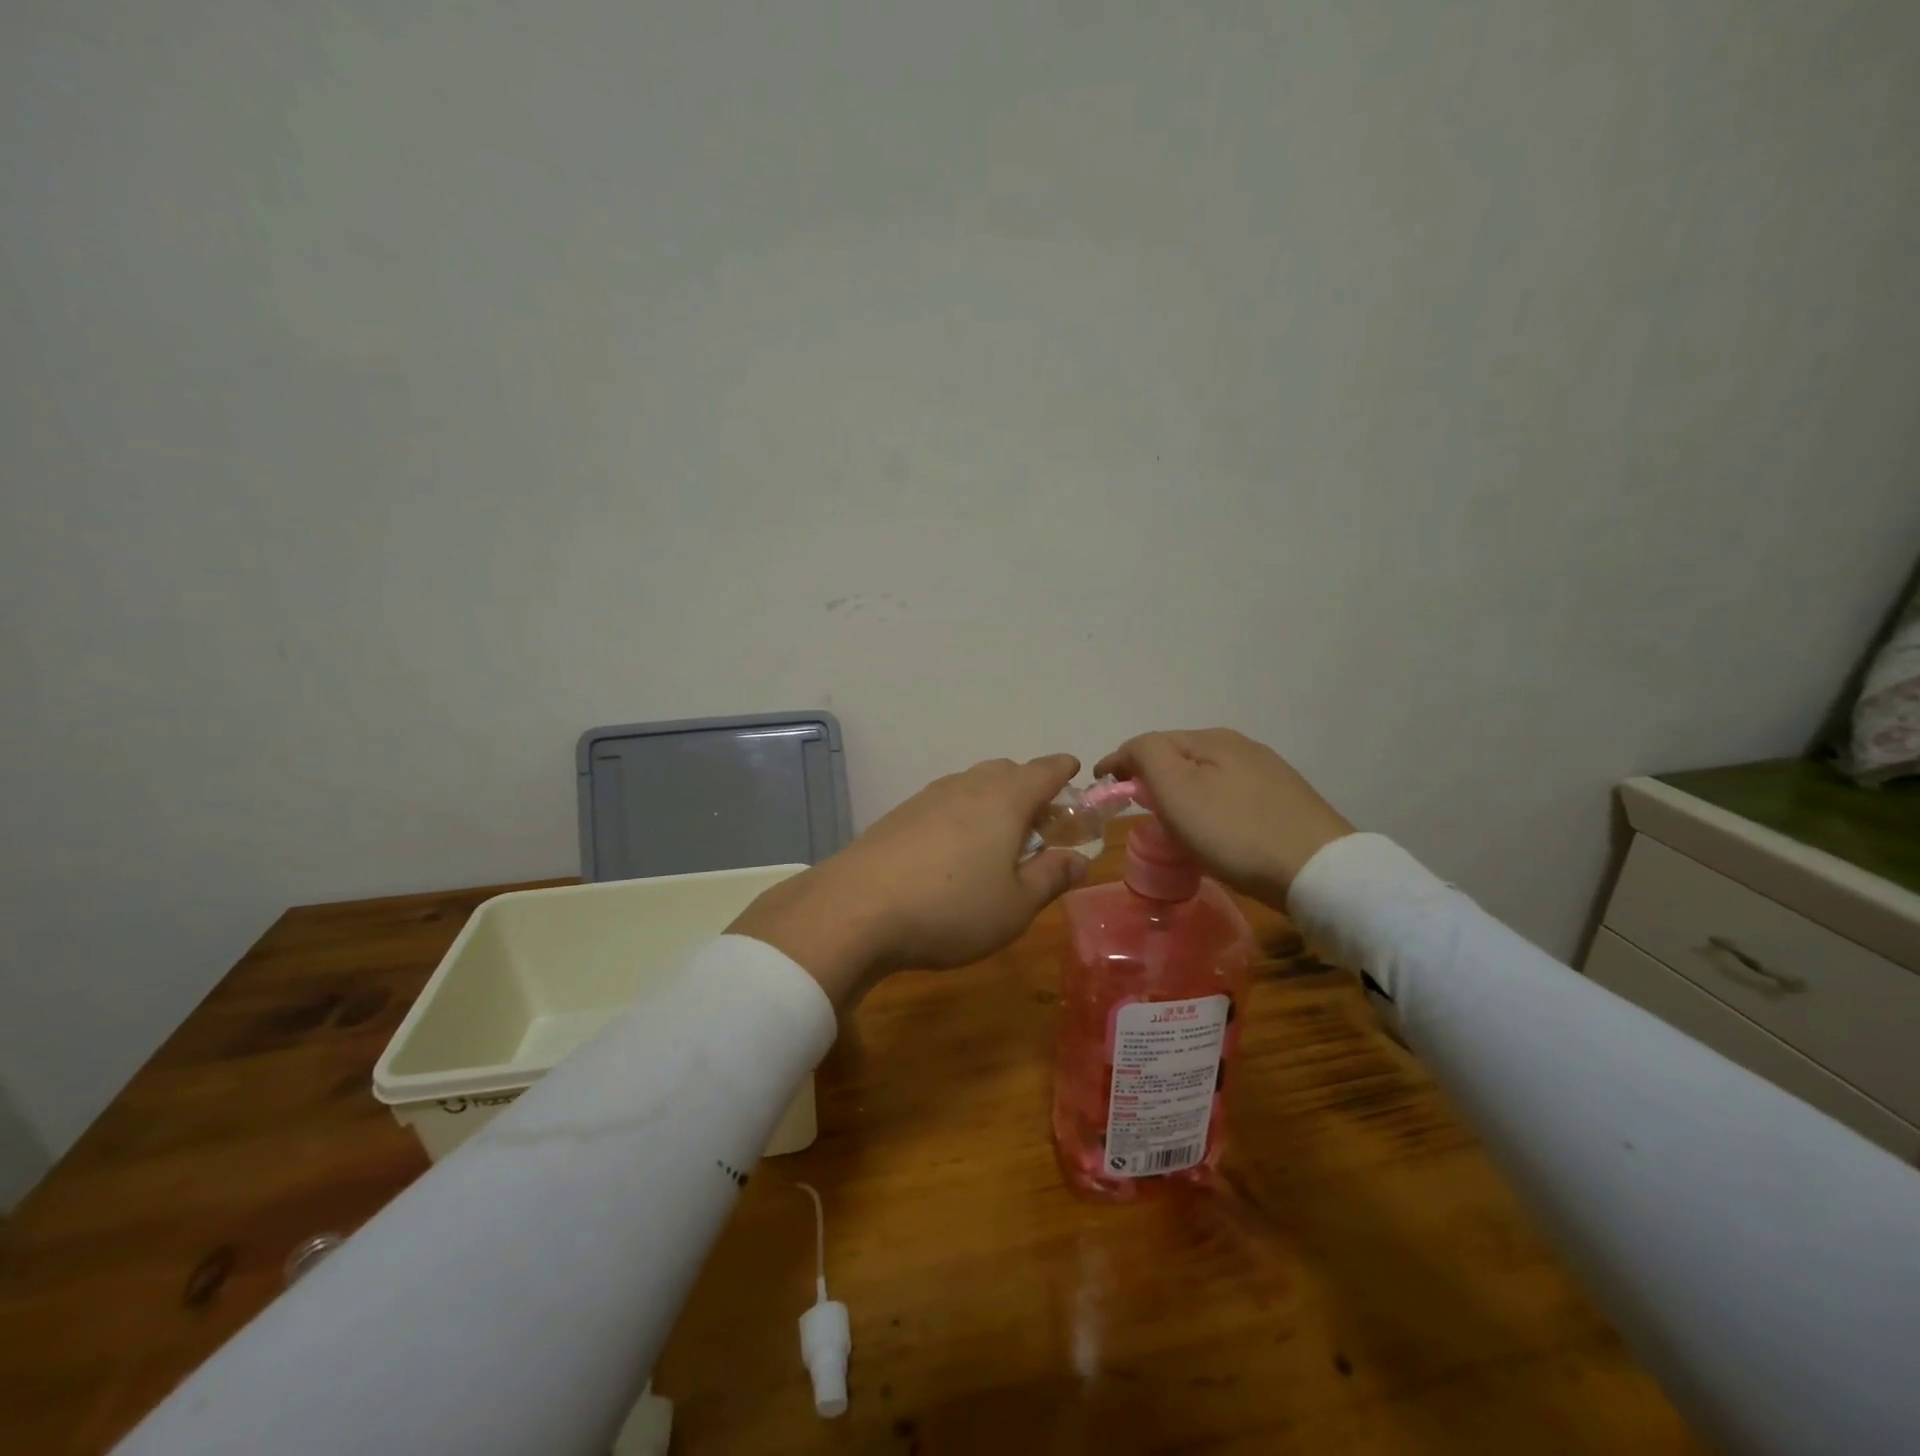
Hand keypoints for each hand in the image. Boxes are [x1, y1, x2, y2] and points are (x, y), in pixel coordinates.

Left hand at [727, 755, 1090, 1003]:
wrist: (856, 909)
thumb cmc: (951, 908)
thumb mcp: (1015, 906)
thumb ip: (1051, 877)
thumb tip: (1079, 860)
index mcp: (1005, 799)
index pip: (1044, 770)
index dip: (1063, 770)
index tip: (1074, 772)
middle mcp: (967, 786)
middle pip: (1006, 772)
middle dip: (1028, 787)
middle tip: (1040, 822)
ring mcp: (927, 797)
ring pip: (971, 784)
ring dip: (992, 800)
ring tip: (998, 837)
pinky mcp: (899, 815)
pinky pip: (943, 801)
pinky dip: (961, 813)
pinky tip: (953, 849)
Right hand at [1095, 729, 1353, 907]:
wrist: (1319, 871)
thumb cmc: (1235, 831)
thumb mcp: (1177, 789)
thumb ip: (1146, 756)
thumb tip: (1131, 751)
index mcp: (1211, 739)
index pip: (1149, 742)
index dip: (1119, 762)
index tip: (1100, 786)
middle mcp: (1241, 747)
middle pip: (1179, 756)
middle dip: (1151, 775)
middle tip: (1134, 806)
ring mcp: (1268, 774)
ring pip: (1206, 775)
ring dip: (1180, 791)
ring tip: (1169, 821)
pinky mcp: (1285, 802)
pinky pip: (1230, 795)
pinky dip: (1207, 805)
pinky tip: (1211, 829)